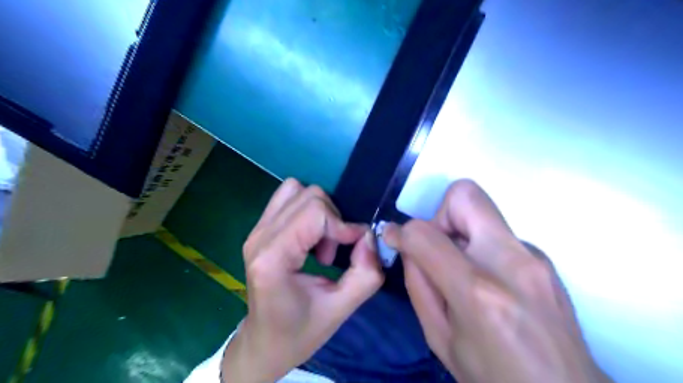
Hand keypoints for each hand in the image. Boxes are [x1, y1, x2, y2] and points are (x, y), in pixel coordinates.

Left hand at [223, 179, 382, 382]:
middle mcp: (259, 237)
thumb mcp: (340, 310)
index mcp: (272, 259)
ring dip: (320, 212)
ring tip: (321, 243)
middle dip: (333, 220)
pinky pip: (288, 197)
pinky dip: (308, 209)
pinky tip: (310, 237)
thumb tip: (369, 236)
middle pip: (308, 197)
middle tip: (333, 252)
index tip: (355, 248)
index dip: (343, 225)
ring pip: (297, 190)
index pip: (315, 213)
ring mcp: (256, 230)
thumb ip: (365, 274)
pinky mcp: (260, 228)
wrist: (263, 342)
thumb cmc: (298, 333)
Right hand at [384, 179, 613, 382]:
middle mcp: (511, 262)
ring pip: (482, 211)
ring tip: (462, 271)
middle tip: (438, 249)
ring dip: (460, 232)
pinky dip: (480, 247)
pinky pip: (497, 234)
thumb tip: (410, 248)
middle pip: (465, 195)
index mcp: (478, 292)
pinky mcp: (544, 258)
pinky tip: (488, 281)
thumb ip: (419, 286)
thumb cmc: (494, 377)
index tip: (394, 239)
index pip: (425, 234)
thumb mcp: (440, 338)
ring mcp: (534, 256)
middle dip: (439, 215)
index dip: (401, 232)